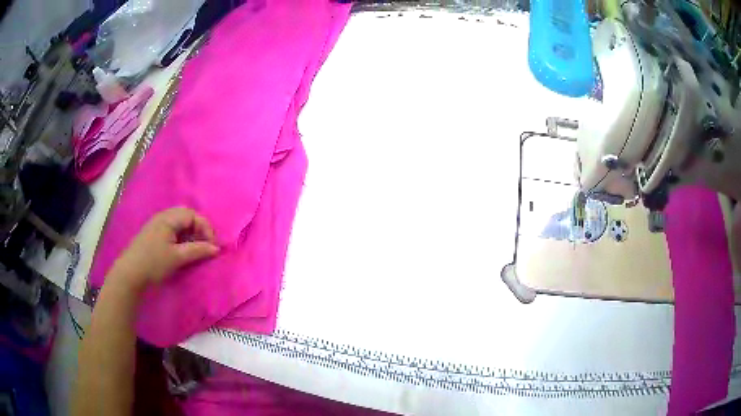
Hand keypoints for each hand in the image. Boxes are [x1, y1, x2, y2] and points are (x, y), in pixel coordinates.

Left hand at [109, 207, 219, 292]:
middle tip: (204, 245)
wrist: (130, 274)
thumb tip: (216, 248)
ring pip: (179, 224)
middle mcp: (162, 217)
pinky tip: (181, 250)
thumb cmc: (154, 263)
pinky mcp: (153, 235)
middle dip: (198, 229)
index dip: (205, 228)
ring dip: (190, 234)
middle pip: (186, 216)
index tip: (212, 246)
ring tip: (194, 249)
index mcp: (168, 218)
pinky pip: (172, 230)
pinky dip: (181, 238)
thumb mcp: (177, 257)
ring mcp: (156, 225)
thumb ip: (198, 250)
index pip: (193, 215)